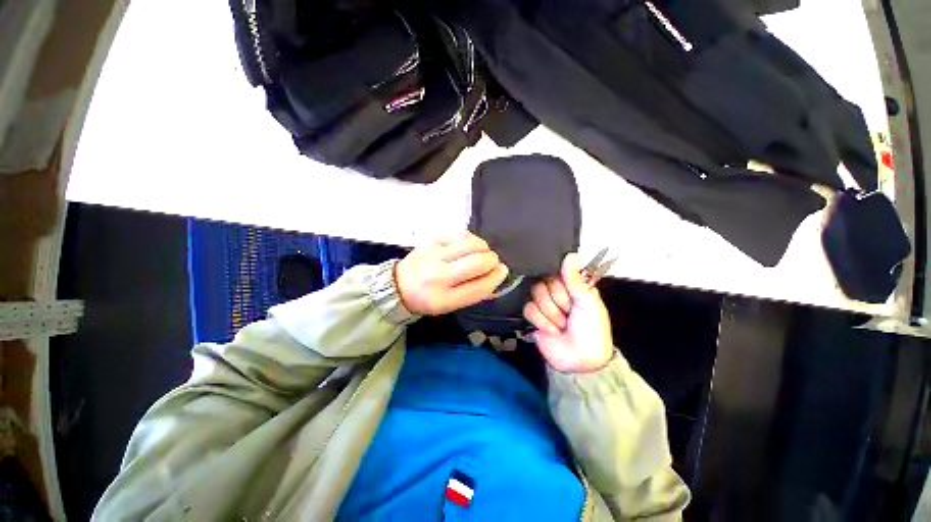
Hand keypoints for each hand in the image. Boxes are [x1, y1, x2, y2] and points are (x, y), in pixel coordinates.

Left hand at [395, 232, 509, 314]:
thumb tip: (499, 277)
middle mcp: (438, 276)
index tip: (503, 271)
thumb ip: (475, 293)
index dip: (497, 277)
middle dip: (492, 260)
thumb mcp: (451, 305)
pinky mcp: (432, 240)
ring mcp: (434, 255)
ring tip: (482, 252)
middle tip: (492, 261)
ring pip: (471, 244)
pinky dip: (471, 239)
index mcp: (444, 299)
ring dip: (484, 247)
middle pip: (478, 262)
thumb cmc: (429, 299)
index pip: (480, 287)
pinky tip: (470, 245)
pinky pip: (460, 234)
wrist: (399, 285)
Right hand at [523, 254, 613, 372]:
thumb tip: (572, 254)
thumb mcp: (588, 303)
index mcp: (572, 286)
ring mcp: (544, 304)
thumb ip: (575, 279)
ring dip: (551, 315)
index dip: (561, 284)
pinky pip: (528, 309)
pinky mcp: (533, 316)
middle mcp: (556, 292)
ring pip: (535, 296)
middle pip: (543, 283)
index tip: (570, 295)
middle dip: (558, 302)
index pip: (556, 271)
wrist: (580, 360)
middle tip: (569, 313)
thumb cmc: (592, 331)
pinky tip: (553, 331)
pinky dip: (542, 322)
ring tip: (562, 325)